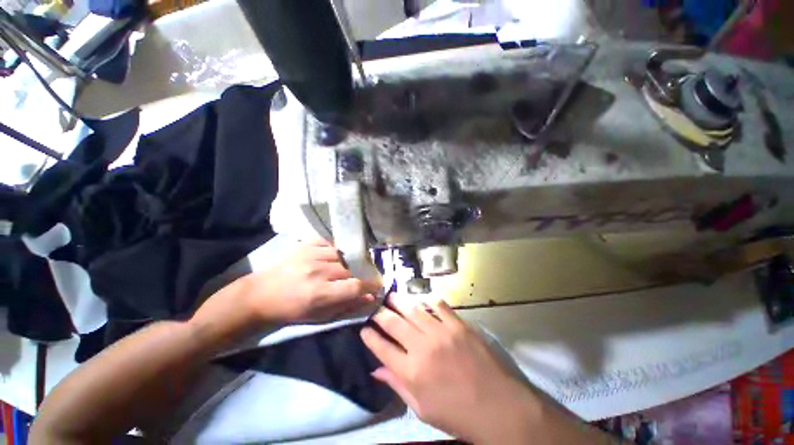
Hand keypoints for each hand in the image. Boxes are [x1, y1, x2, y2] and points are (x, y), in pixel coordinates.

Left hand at [246, 239, 380, 322]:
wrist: (261, 294)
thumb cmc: (292, 311)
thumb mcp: (320, 317)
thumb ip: (348, 306)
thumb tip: (370, 297)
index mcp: (320, 294)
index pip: (356, 285)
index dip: (371, 285)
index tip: (377, 285)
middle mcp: (318, 272)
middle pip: (353, 268)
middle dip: (362, 273)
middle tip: (362, 276)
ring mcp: (312, 254)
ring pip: (344, 254)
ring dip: (350, 260)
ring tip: (349, 265)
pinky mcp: (307, 244)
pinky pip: (331, 242)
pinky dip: (337, 248)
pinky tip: (336, 255)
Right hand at [361, 299, 539, 443]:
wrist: (498, 406)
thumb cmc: (457, 413)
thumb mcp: (422, 409)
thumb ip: (397, 386)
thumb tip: (376, 370)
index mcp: (412, 373)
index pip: (381, 348)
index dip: (369, 337)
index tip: (364, 329)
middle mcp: (422, 348)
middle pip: (393, 323)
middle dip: (380, 314)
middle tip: (376, 309)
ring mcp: (441, 333)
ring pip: (413, 309)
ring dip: (399, 301)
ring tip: (392, 296)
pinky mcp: (458, 325)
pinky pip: (439, 305)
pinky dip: (427, 300)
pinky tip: (422, 299)